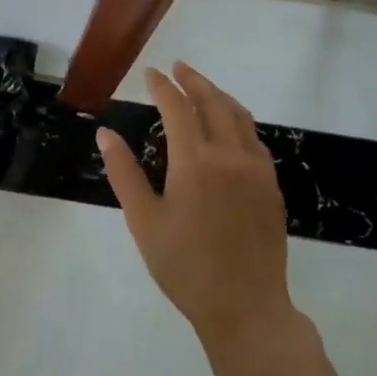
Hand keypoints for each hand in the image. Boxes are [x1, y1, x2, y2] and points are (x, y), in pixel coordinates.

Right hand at [98, 62, 292, 345]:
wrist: (245, 307)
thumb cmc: (185, 267)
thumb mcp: (143, 222)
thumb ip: (124, 173)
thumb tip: (105, 133)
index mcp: (194, 161)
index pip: (177, 107)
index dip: (162, 86)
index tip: (150, 74)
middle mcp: (229, 155)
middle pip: (213, 102)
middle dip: (193, 80)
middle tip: (177, 67)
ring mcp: (256, 170)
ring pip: (239, 116)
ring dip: (218, 95)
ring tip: (202, 87)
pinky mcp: (271, 186)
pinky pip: (254, 139)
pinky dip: (238, 120)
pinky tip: (229, 128)